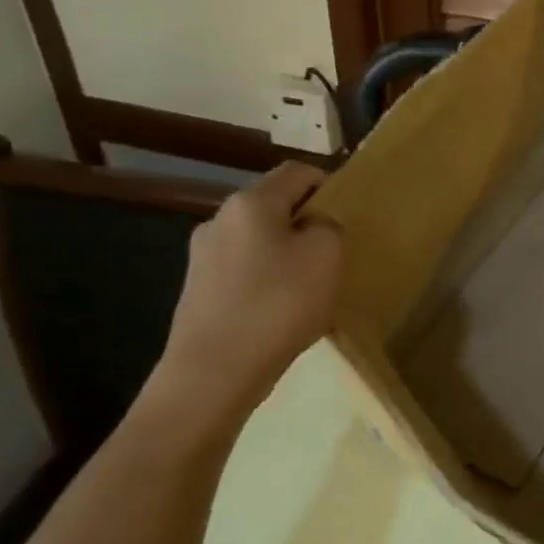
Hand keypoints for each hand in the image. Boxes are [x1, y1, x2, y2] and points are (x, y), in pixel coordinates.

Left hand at [161, 162, 342, 408]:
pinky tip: (280, 310)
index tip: (347, 214)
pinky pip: (243, 271)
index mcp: (251, 202)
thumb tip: (316, 225)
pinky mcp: (197, 290)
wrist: (214, 372)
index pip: (297, 172)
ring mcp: (202, 256)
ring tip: (308, 287)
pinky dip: (265, 281)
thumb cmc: (278, 304)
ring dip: (284, 254)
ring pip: (257, 240)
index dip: (327, 184)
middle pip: (273, 206)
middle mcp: (220, 219)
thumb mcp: (326, 256)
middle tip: (333, 254)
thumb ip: (329, 226)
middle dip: (305, 223)